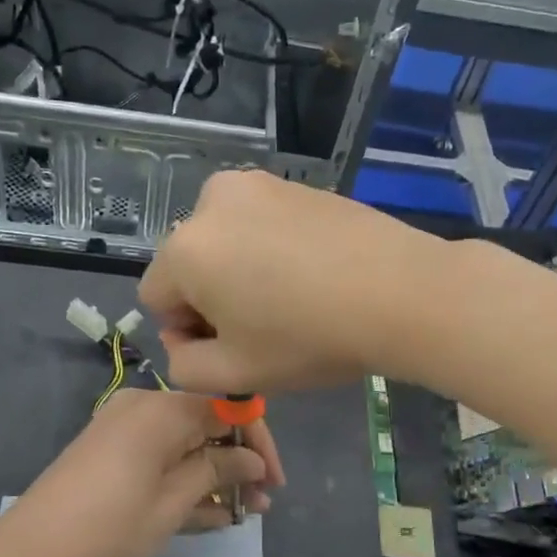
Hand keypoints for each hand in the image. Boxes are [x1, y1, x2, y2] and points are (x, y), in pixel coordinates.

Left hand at [9, 389, 284, 556]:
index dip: (257, 442)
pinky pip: (160, 453)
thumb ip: (216, 471)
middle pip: (205, 423)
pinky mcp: (111, 447)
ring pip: (184, 441)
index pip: (227, 409)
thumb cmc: (109, 526)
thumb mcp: (172, 503)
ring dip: (213, 473)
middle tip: (260, 503)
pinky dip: (183, 476)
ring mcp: (124, 426)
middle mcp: (143, 406)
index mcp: (161, 409)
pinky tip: (210, 511)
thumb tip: (253, 460)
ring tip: (242, 512)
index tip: (274, 480)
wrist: (32, 549)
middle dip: (236, 462)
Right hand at [139, 169, 443, 393]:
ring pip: (224, 239)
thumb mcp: (236, 373)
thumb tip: (182, 340)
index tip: (232, 346)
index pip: (156, 298)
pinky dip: (269, 246)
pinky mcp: (294, 182)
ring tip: (290, 296)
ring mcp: (256, 184)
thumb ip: (183, 367)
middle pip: (189, 263)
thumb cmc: (310, 338)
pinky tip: (311, 271)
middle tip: (263, 324)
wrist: (400, 291)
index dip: (187, 331)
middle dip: (212, 296)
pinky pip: (259, 221)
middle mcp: (210, 202)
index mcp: (185, 249)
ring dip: (239, 269)